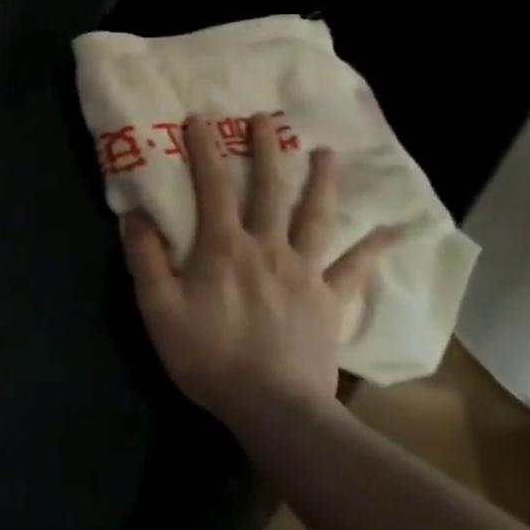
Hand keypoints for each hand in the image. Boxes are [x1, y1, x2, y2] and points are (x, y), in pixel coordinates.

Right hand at [120, 115, 394, 433]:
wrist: (276, 410)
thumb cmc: (209, 356)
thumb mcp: (158, 307)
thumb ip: (146, 257)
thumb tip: (135, 213)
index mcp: (223, 246)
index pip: (211, 186)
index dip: (204, 149)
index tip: (199, 118)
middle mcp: (267, 248)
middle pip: (269, 190)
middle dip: (265, 151)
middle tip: (266, 119)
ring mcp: (304, 273)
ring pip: (316, 218)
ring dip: (322, 182)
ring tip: (328, 153)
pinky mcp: (330, 301)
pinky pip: (355, 269)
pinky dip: (374, 247)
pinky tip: (394, 230)